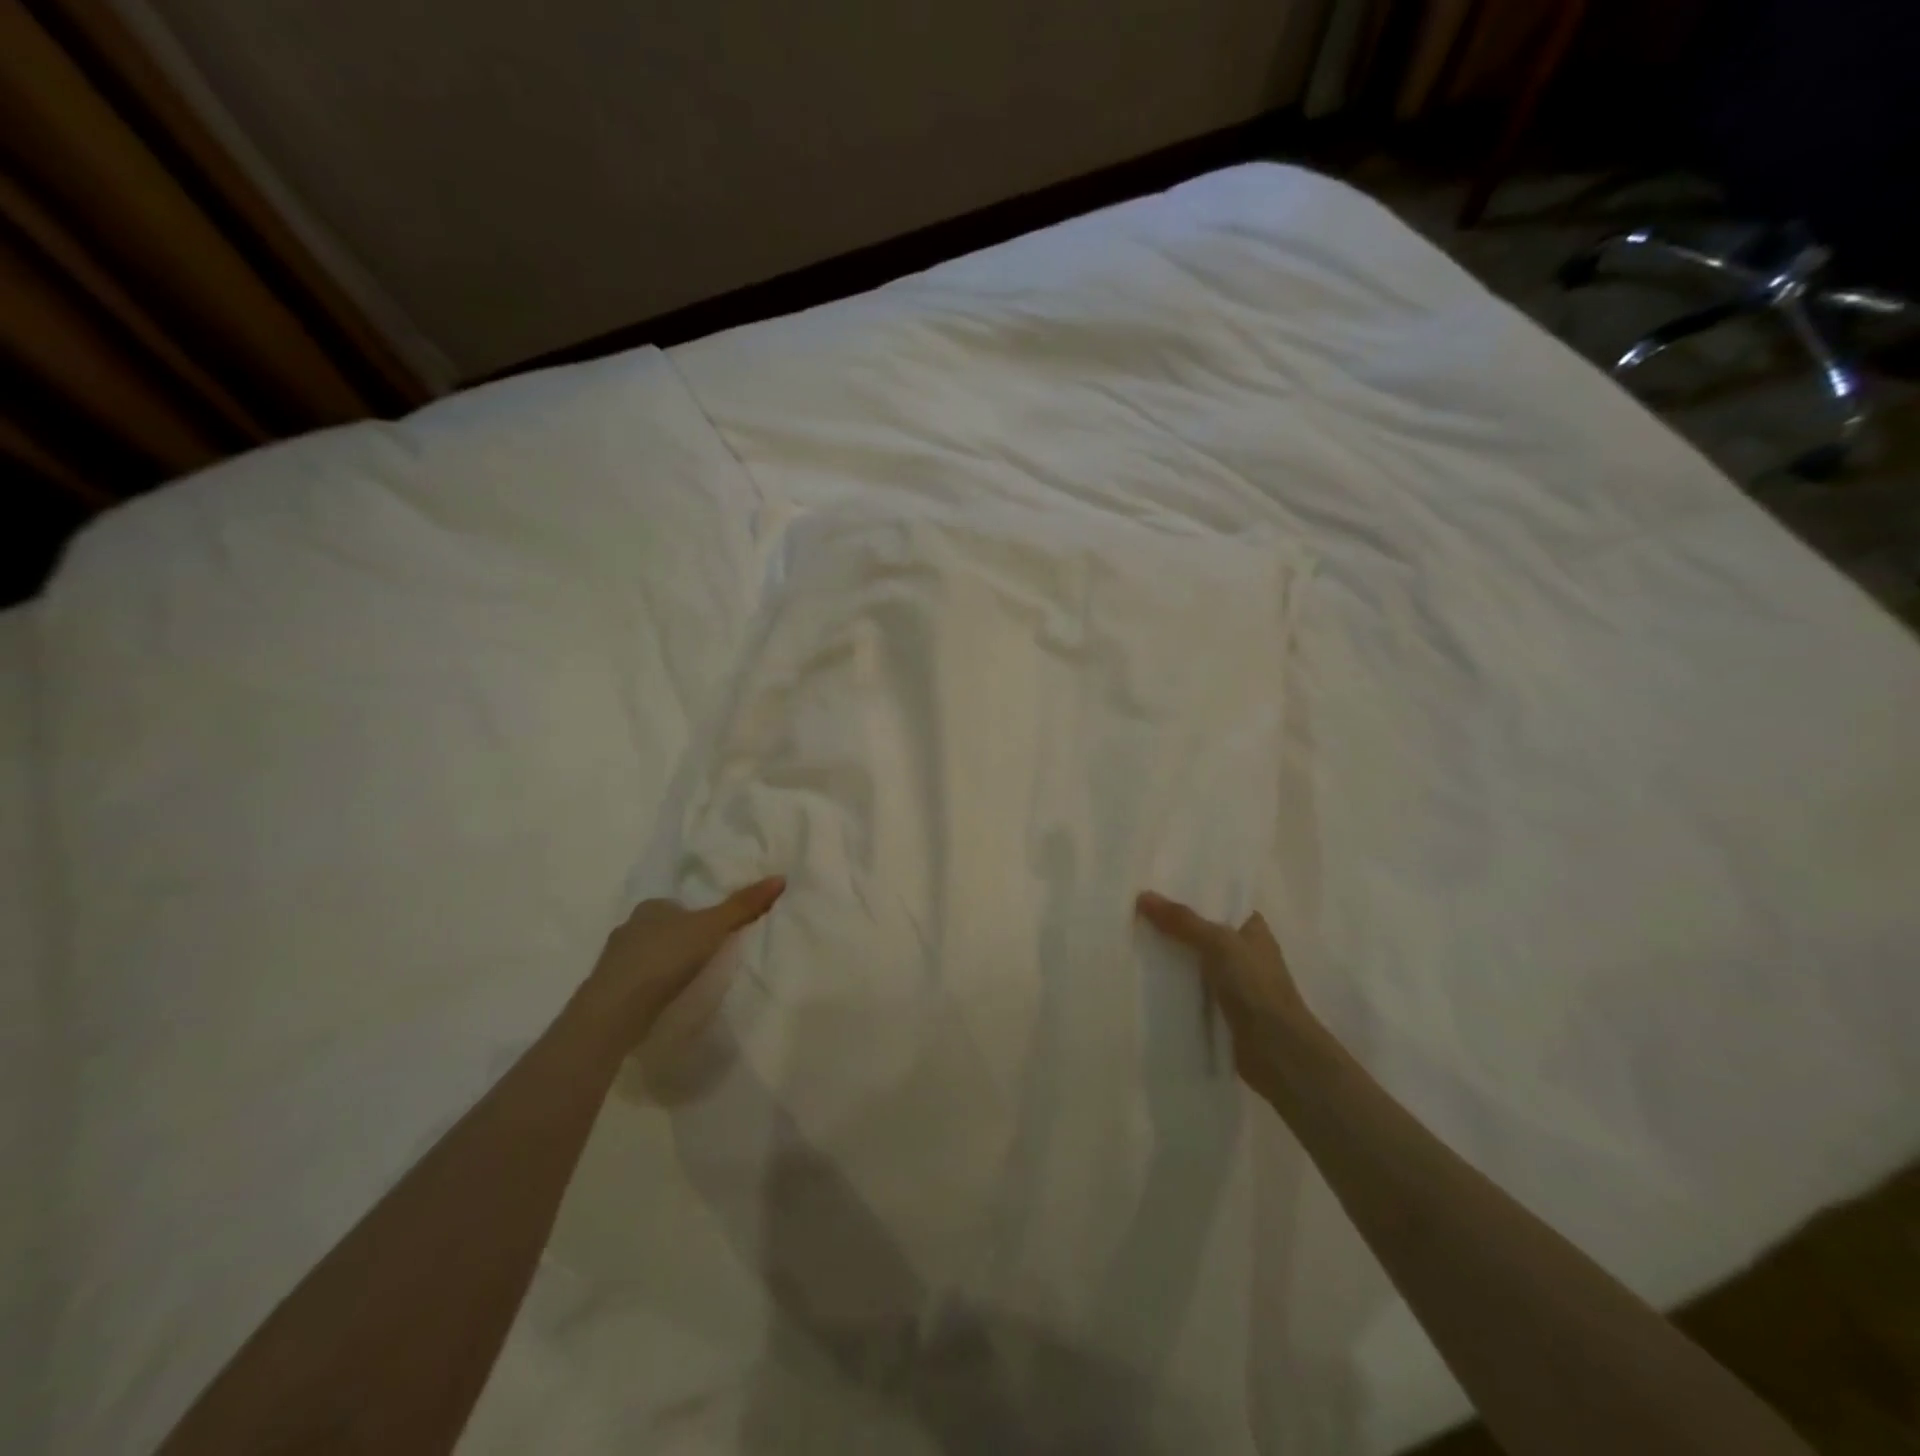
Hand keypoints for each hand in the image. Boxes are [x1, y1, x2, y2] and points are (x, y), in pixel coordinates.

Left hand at [579, 876, 784, 1048]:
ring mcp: (614, 960)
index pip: (677, 905)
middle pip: (661, 929)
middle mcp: (629, 927)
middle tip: (704, 957)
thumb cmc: (666, 958)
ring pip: (646, 955)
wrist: (616, 1009)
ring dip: (663, 964)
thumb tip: (780, 877)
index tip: (713, 933)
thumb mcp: (713, 927)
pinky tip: (664, 999)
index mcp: (652, 907)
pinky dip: (650, 986)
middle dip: (679, 940)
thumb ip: (744, 905)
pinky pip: (636, 981)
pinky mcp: (608, 989)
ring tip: (686, 980)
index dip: (696, 917)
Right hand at [1136, 891, 1320, 1097]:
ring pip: (1194, 961)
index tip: (1155, 888)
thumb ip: (1182, 920)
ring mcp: (1233, 983)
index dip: (1190, 895)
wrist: (1276, 1051)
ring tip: (1132, 940)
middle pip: (1202, 931)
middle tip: (1134, 913)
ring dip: (1170, 956)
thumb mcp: (1218, 944)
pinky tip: (1144, 978)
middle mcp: (1244, 952)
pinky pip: (1190, 989)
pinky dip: (1172, 984)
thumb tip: (1143, 896)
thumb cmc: (1255, 987)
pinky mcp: (1221, 1010)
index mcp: (1253, 929)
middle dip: (1173, 925)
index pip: (1218, 902)